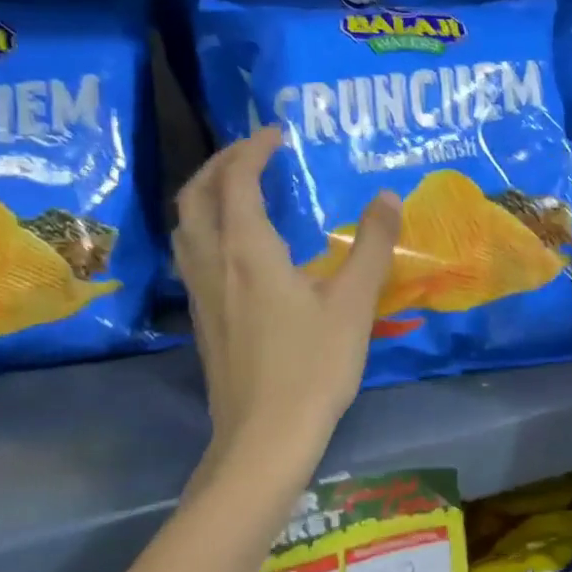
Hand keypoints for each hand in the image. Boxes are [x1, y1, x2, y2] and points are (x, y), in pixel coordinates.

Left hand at [174, 127, 400, 468]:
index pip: (236, 180)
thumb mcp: (353, 303)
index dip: (252, 148)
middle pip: (195, 196)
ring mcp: (201, 294)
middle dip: (219, 163)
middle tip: (252, 151)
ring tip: (238, 188)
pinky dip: (207, 228)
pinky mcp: (203, 320)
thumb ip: (371, 245)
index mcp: (246, 251)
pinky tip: (236, 247)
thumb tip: (387, 195)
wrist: (264, 438)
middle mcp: (212, 263)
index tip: (276, 132)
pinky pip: (192, 254)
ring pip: (185, 227)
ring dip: (206, 195)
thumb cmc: (312, 367)